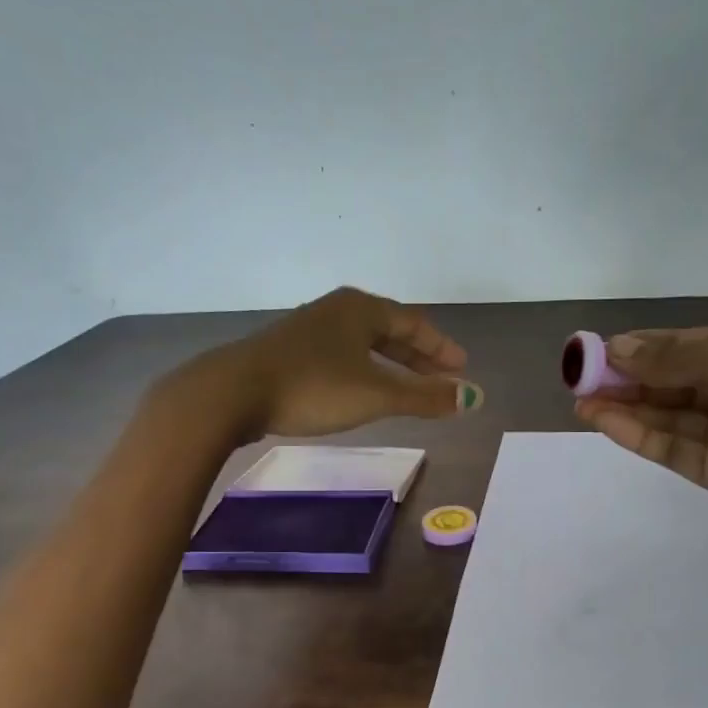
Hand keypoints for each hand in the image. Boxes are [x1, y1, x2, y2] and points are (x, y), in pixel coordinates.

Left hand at [166, 287, 479, 441]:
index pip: (413, 323)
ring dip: (391, 366)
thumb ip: (425, 398)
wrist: (234, 392)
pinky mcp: (290, 353)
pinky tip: (362, 391)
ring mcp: (310, 330)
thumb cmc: (313, 387)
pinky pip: (342, 357)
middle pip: (388, 331)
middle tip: (442, 379)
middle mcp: (337, 311)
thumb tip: (473, 398)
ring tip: (409, 389)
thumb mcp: (376, 394)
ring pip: (363, 346)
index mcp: (361, 309)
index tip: (461, 368)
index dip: (440, 348)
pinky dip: (364, 373)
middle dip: (418, 357)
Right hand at [573, 328, 707, 544]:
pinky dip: (634, 433)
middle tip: (581, 374)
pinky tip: (601, 419)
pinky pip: (668, 447)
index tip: (602, 348)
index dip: (645, 346)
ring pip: (665, 415)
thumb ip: (676, 356)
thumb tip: (620, 348)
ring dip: (623, 405)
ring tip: (580, 398)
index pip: (688, 346)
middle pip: (671, 381)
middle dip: (628, 376)